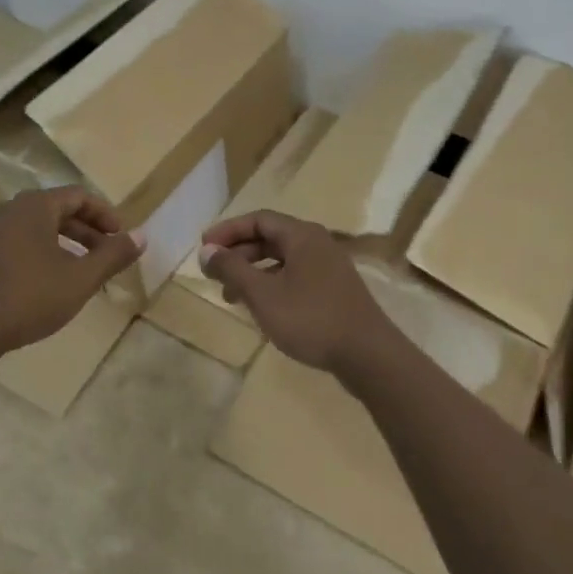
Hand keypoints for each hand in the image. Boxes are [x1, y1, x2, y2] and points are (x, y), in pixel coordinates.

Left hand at [0, 188, 143, 359]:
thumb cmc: (26, 299)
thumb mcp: (79, 280)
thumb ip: (113, 255)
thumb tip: (142, 236)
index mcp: (34, 207)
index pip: (79, 196)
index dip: (105, 214)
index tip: (121, 237)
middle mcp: (7, 211)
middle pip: (55, 211)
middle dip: (85, 232)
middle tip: (105, 255)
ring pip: (32, 230)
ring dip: (60, 245)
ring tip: (76, 272)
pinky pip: (11, 247)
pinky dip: (34, 256)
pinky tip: (39, 286)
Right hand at [199, 211, 394, 379]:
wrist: (368, 354)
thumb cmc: (311, 318)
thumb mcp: (263, 295)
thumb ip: (233, 269)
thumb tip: (206, 250)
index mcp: (302, 235)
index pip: (258, 219)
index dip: (228, 230)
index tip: (204, 247)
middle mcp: (317, 243)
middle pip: (270, 237)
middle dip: (239, 253)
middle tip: (213, 274)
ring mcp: (328, 266)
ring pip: (282, 259)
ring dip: (253, 272)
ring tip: (231, 297)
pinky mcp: (334, 289)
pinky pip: (295, 276)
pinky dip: (272, 285)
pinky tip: (262, 309)